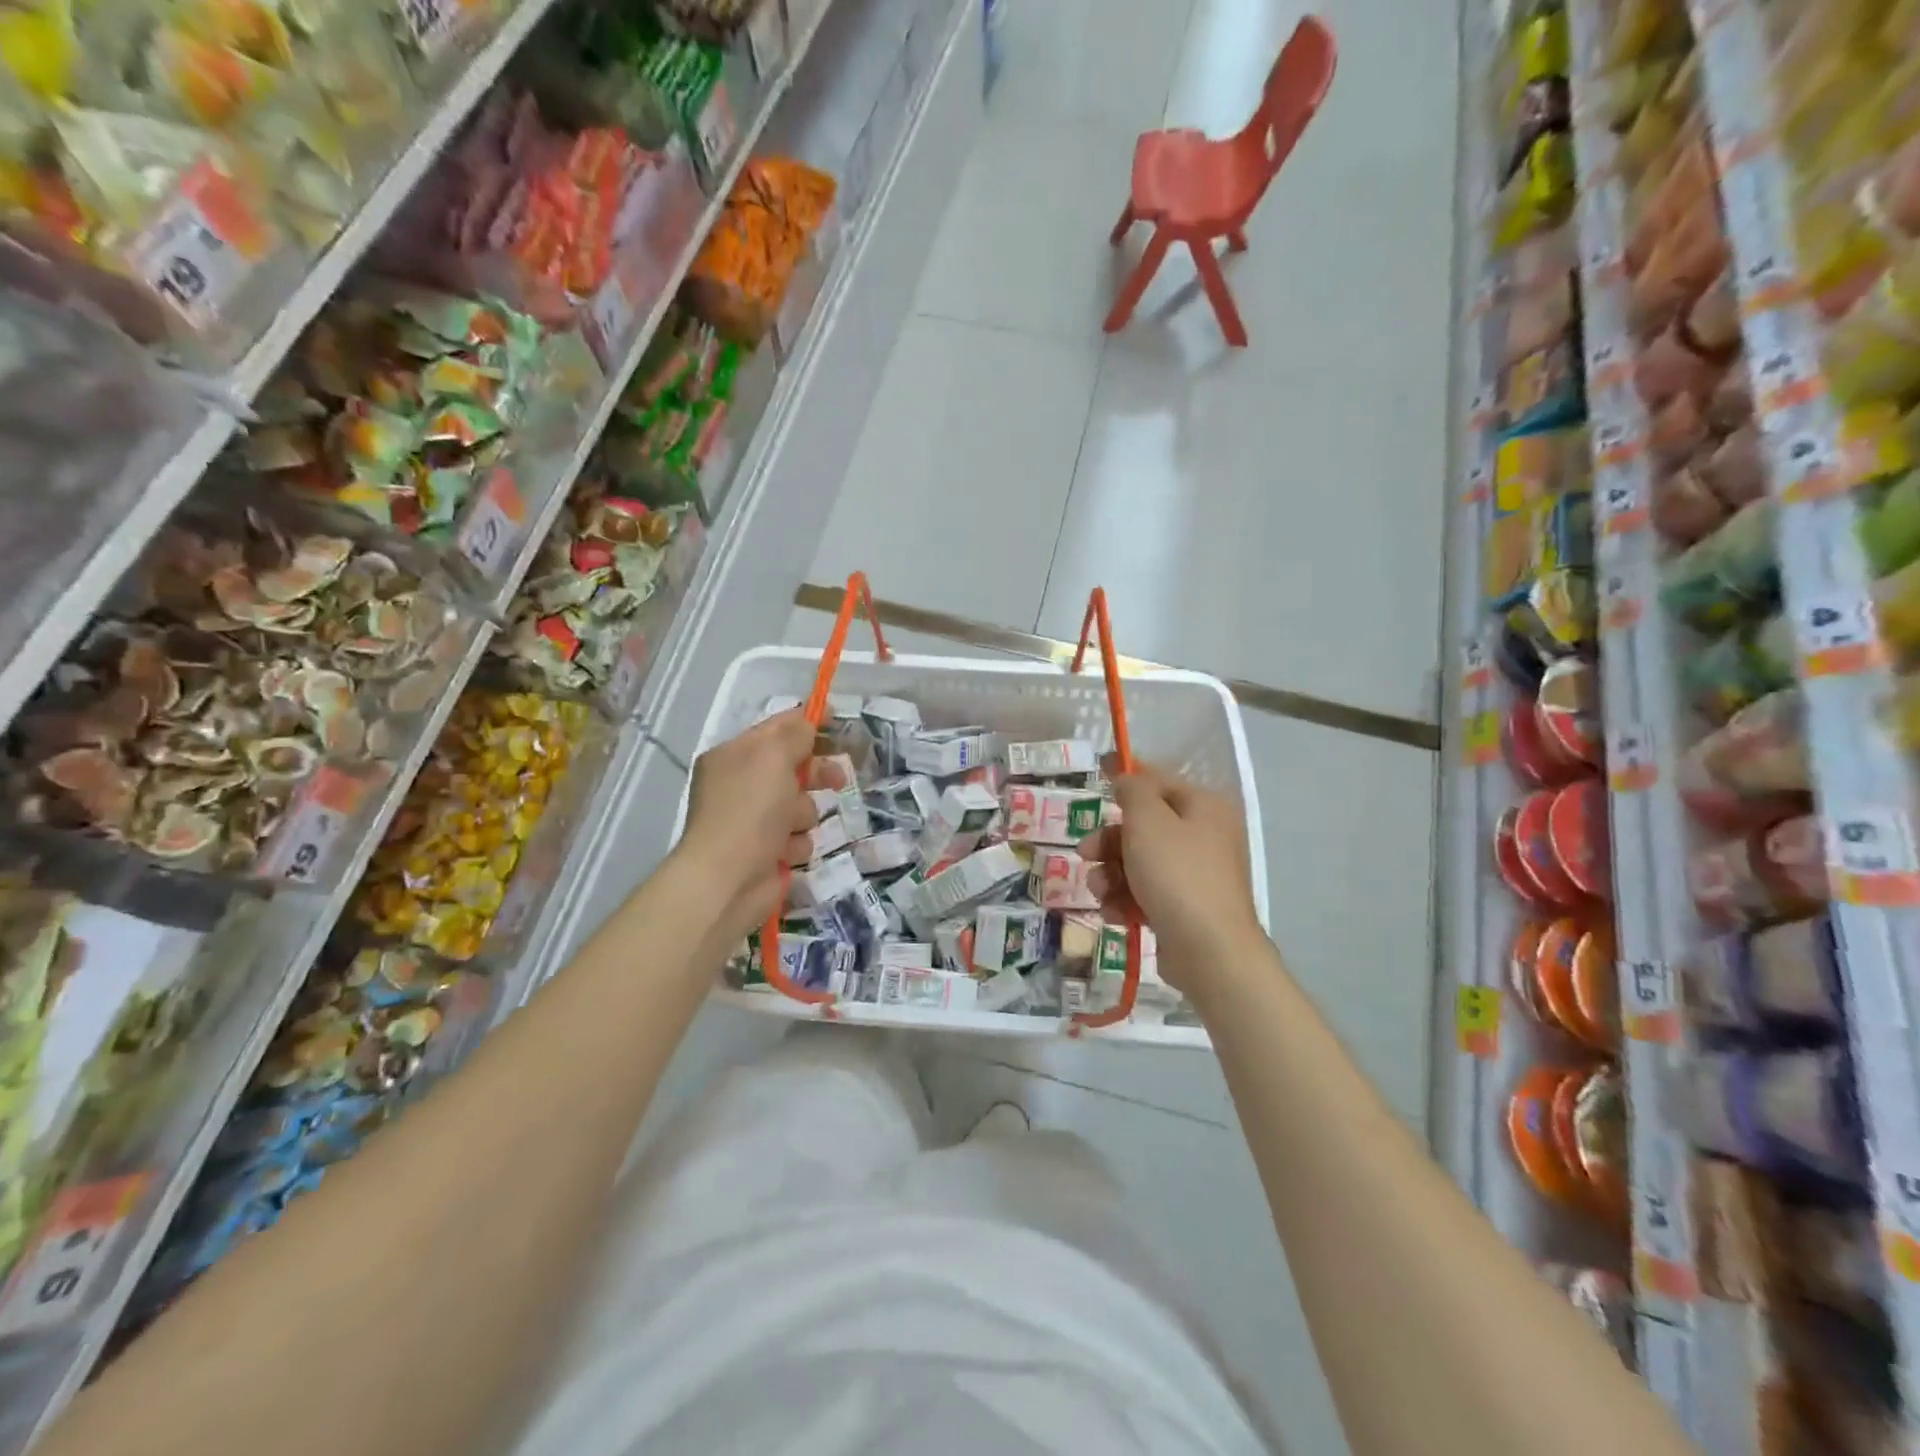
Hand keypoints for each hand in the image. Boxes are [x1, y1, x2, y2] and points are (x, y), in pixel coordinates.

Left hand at [675, 710, 817, 946]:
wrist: (728, 880)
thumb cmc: (749, 810)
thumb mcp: (773, 757)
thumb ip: (795, 734)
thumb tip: (807, 726)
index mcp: (734, 756)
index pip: (776, 728)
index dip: (807, 723)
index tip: (837, 721)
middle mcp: (740, 785)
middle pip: (792, 767)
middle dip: (815, 773)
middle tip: (838, 779)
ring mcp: (753, 821)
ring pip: (800, 805)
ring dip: (804, 814)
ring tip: (791, 826)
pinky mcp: (767, 852)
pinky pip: (798, 837)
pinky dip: (796, 843)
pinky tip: (786, 851)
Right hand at [1076, 760, 1263, 992]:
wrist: (1210, 951)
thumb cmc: (1177, 875)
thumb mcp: (1148, 821)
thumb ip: (1133, 791)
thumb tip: (1127, 779)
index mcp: (1204, 808)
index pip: (1159, 780)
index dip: (1127, 775)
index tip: (1097, 769)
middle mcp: (1204, 837)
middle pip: (1144, 826)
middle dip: (1109, 840)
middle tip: (1086, 853)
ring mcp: (1196, 876)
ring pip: (1139, 862)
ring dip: (1111, 874)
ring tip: (1099, 891)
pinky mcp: (1185, 909)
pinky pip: (1145, 893)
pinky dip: (1125, 899)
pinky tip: (1113, 913)